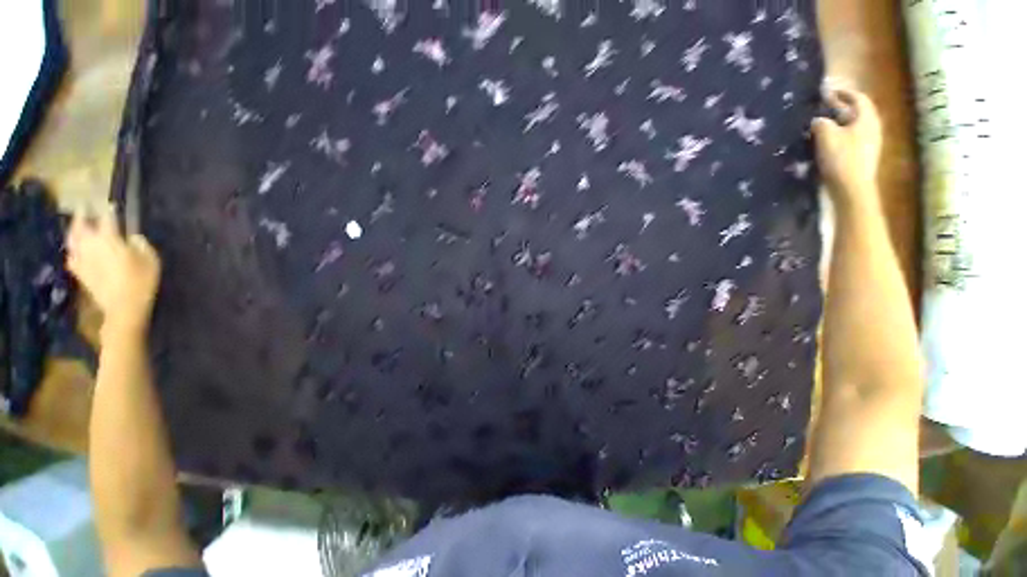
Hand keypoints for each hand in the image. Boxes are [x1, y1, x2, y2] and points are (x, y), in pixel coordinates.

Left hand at [66, 203, 160, 334]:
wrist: (123, 308)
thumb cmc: (141, 282)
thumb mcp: (151, 260)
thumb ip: (141, 244)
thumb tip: (132, 237)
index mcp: (109, 239)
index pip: (108, 218)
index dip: (110, 211)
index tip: (112, 205)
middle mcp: (91, 244)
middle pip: (82, 225)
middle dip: (83, 215)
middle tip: (84, 208)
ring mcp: (83, 258)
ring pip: (72, 239)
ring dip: (73, 230)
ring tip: (76, 226)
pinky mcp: (79, 272)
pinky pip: (71, 257)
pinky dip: (73, 250)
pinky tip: (75, 250)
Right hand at [812, 86, 882, 210]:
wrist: (852, 189)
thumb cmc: (841, 158)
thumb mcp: (826, 136)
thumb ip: (821, 123)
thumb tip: (818, 120)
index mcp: (867, 118)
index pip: (858, 98)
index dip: (844, 93)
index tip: (829, 92)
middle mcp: (873, 127)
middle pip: (858, 112)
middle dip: (842, 108)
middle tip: (825, 108)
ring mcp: (871, 143)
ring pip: (856, 126)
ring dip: (841, 123)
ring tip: (825, 126)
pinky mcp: (864, 156)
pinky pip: (853, 139)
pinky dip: (842, 135)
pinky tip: (830, 142)